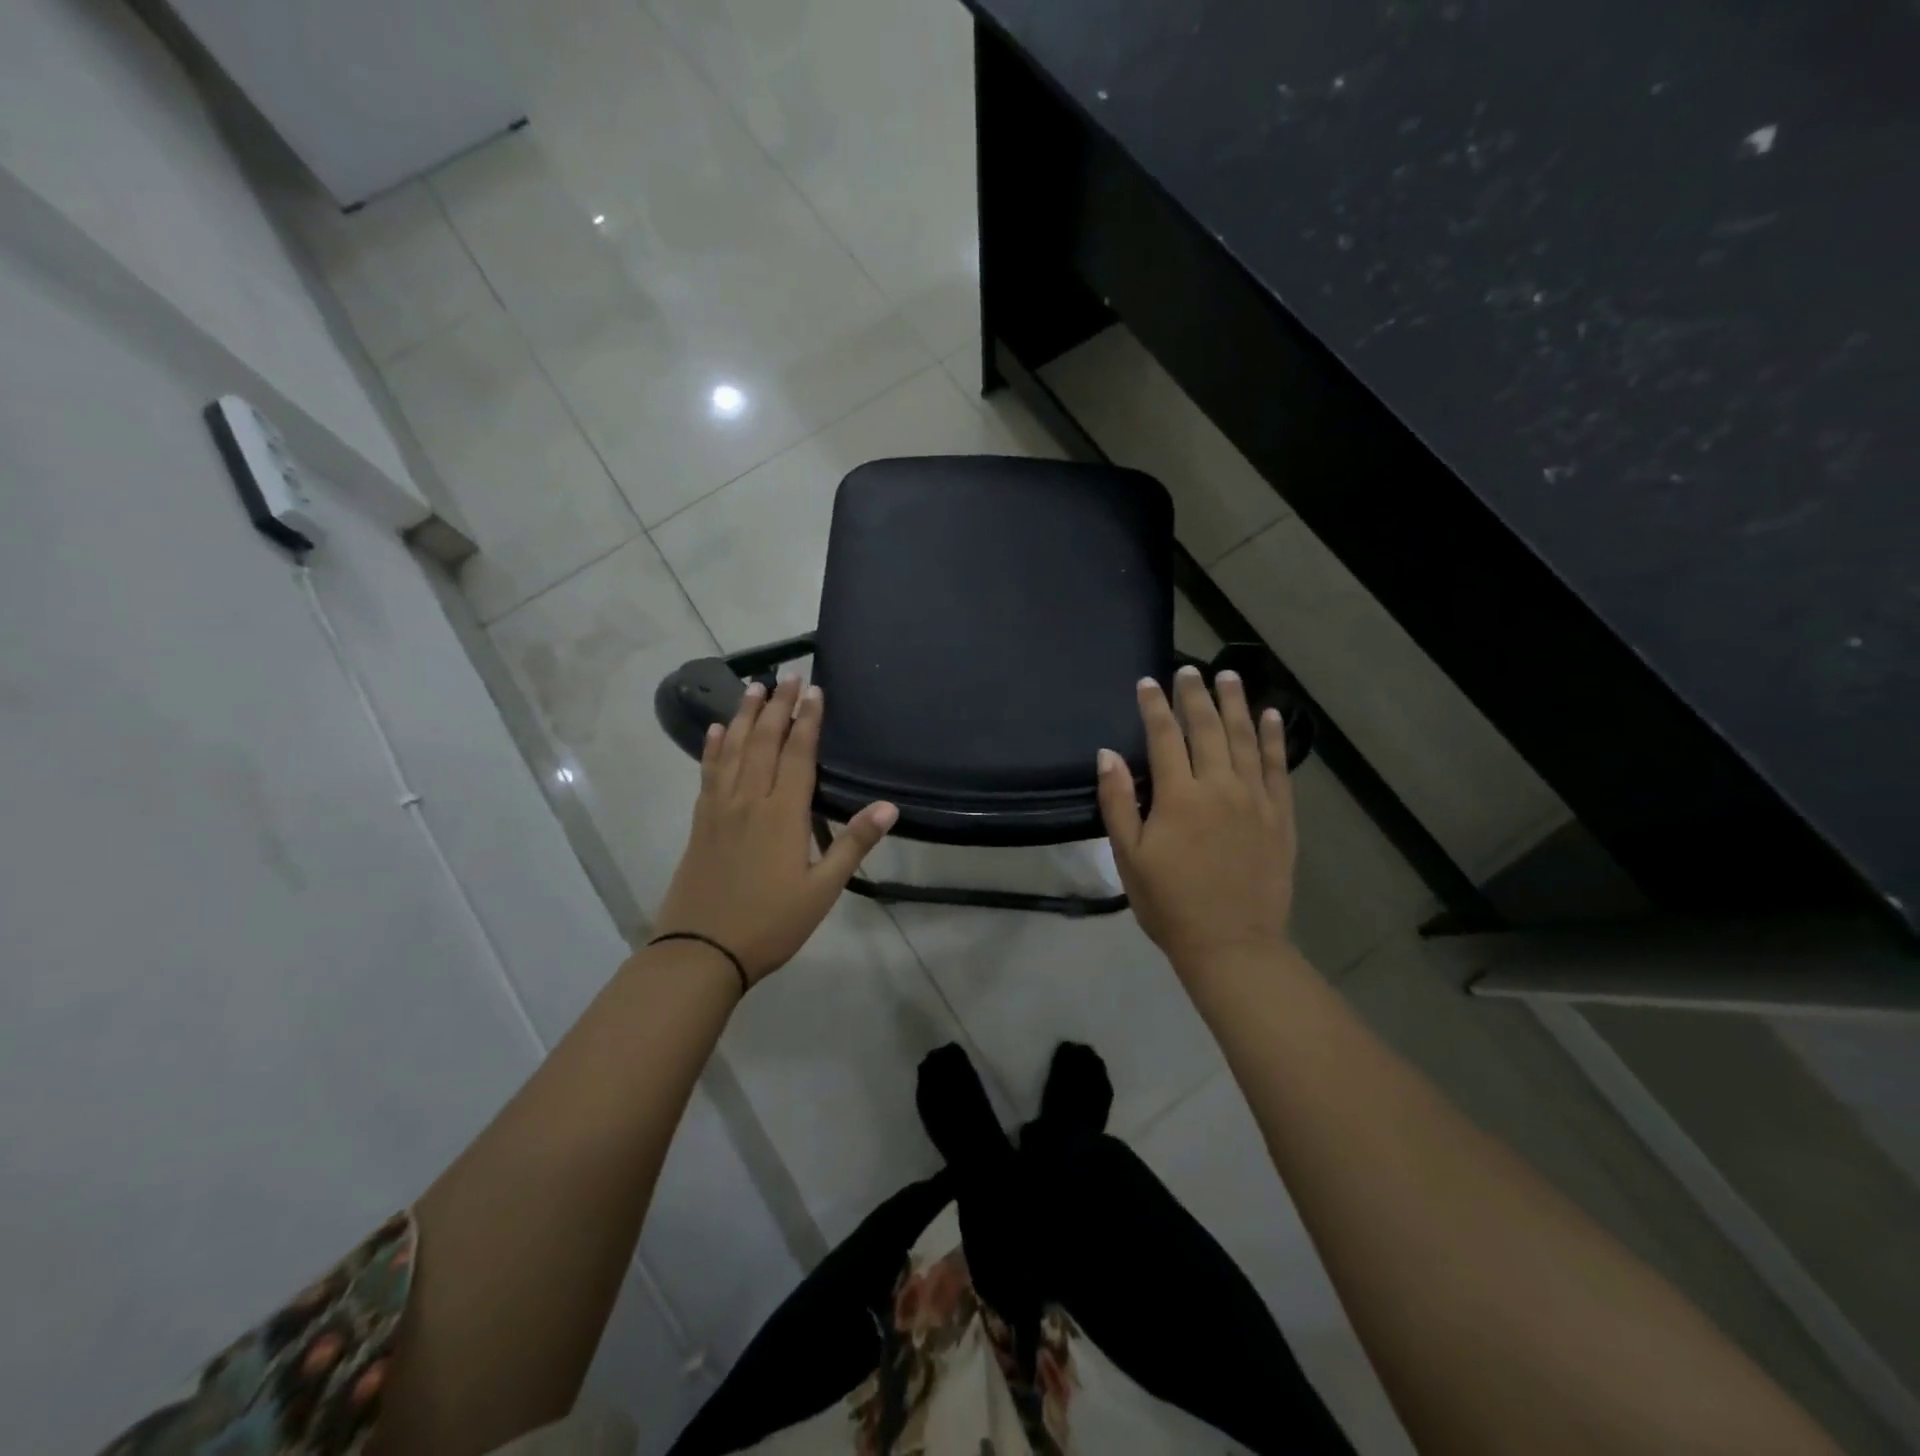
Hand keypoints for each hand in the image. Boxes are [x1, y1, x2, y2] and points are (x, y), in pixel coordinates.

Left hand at [655, 675, 897, 984]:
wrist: (701, 951)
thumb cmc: (771, 923)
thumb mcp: (822, 890)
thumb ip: (853, 844)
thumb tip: (889, 807)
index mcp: (783, 814)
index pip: (798, 755)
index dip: (807, 720)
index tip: (813, 690)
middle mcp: (750, 800)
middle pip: (765, 742)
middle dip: (779, 706)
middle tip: (787, 674)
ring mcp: (721, 809)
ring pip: (735, 750)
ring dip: (746, 716)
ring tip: (753, 686)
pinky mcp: (701, 822)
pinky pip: (709, 773)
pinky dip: (714, 748)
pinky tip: (717, 731)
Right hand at [1096, 666, 1296, 974]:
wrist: (1232, 945)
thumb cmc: (1170, 904)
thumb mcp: (1129, 857)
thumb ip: (1118, 802)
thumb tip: (1108, 755)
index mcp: (1179, 797)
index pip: (1164, 737)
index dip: (1154, 707)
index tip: (1148, 682)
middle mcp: (1220, 787)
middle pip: (1207, 728)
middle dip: (1195, 695)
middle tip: (1190, 668)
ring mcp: (1255, 799)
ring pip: (1246, 739)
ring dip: (1236, 704)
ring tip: (1229, 676)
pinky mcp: (1280, 816)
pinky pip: (1279, 767)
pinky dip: (1275, 738)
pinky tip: (1272, 716)